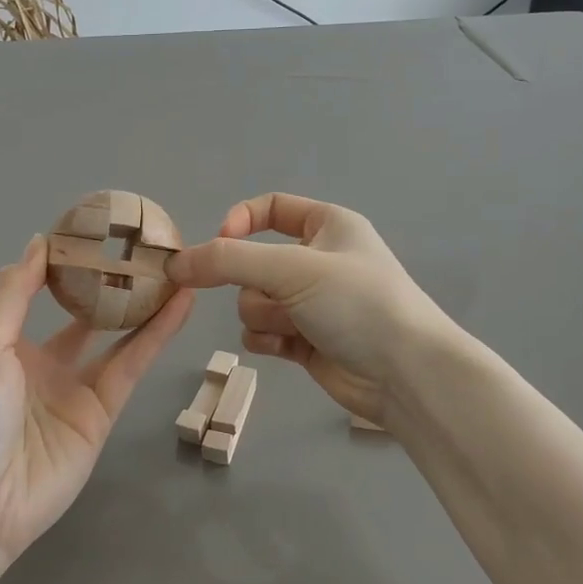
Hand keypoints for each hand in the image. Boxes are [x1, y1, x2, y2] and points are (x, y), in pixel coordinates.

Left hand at [0, 235, 192, 570]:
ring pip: (117, 337)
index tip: (98, 229)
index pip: (43, 292)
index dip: (69, 264)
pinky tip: (178, 306)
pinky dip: (155, 337)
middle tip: (146, 247)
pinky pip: (131, 367)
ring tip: (175, 268)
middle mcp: (45, 363)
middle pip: (86, 314)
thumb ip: (13, 295)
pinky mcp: (103, 415)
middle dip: (112, 283)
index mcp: (9, 344)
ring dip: (144, 304)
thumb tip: (39, 242)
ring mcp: (76, 390)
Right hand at [166, 194, 453, 423]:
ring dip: (263, 314)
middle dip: (255, 283)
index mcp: (328, 226)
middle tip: (275, 296)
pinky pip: (263, 331)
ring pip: (254, 299)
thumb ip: (228, 261)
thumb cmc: (356, 304)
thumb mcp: (291, 268)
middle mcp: (319, 260)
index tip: (220, 245)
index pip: (270, 208)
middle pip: (255, 261)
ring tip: (292, 326)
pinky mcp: (307, 340)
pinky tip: (286, 347)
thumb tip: (176, 263)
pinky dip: (267, 338)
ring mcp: (312, 303)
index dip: (239, 222)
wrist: (406, 375)